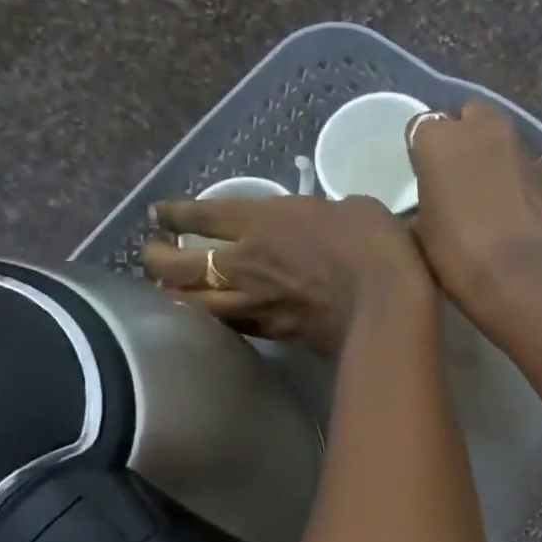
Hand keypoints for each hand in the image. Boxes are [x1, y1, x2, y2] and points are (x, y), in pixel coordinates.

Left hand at [142, 194, 429, 354]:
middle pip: (178, 266)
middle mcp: (245, 261)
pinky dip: (217, 322)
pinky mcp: (275, 332)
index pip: (198, 215)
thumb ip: (320, 215)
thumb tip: (320, 225)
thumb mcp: (349, 209)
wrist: (387, 302)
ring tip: (173, 294)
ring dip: (177, 298)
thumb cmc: (373, 243)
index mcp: (260, 220)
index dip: (173, 214)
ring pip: (195, 305)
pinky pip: (233, 327)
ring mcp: (257, 302)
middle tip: (155, 256)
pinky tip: (217, 319)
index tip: (159, 216)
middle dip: (158, 260)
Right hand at [406, 100, 541, 322]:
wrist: (524, 275)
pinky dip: (510, 178)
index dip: (423, 156)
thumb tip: (427, 209)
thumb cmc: (458, 255)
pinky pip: (517, 165)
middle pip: (466, 120)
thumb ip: (422, 205)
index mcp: (436, 138)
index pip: (420, 129)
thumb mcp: (421, 234)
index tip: (424, 181)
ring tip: (481, 197)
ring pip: (495, 140)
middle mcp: (479, 127)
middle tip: (455, 180)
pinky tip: (505, 209)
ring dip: (488, 159)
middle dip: (461, 140)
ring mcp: (517, 144)